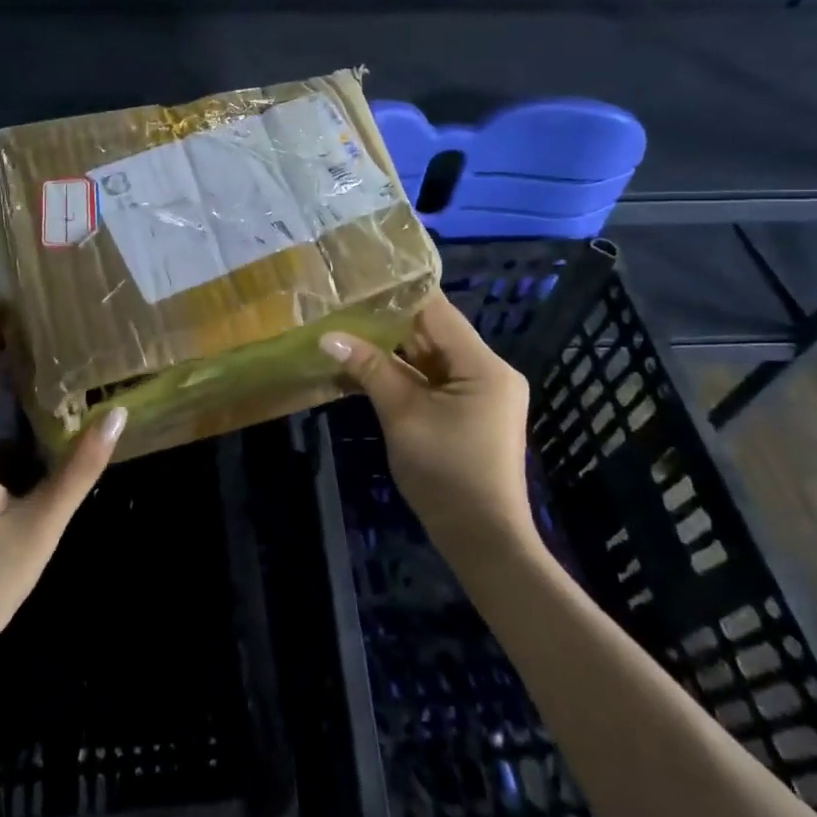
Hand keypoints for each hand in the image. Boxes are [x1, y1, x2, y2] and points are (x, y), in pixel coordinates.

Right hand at [321, 295, 535, 567]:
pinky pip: (433, 381)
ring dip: (394, 349)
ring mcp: (480, 393)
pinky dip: (404, 374)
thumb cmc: (446, 473)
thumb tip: (328, 336)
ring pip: (431, 358)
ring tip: (348, 325)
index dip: (401, 292)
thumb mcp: (403, 416)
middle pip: (435, 333)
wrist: (483, 540)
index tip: (363, 276)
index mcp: (483, 365)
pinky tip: (368, 364)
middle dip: (390, 321)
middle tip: (346, 301)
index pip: (438, 312)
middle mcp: (488, 371)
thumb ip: (370, 370)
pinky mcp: (469, 413)